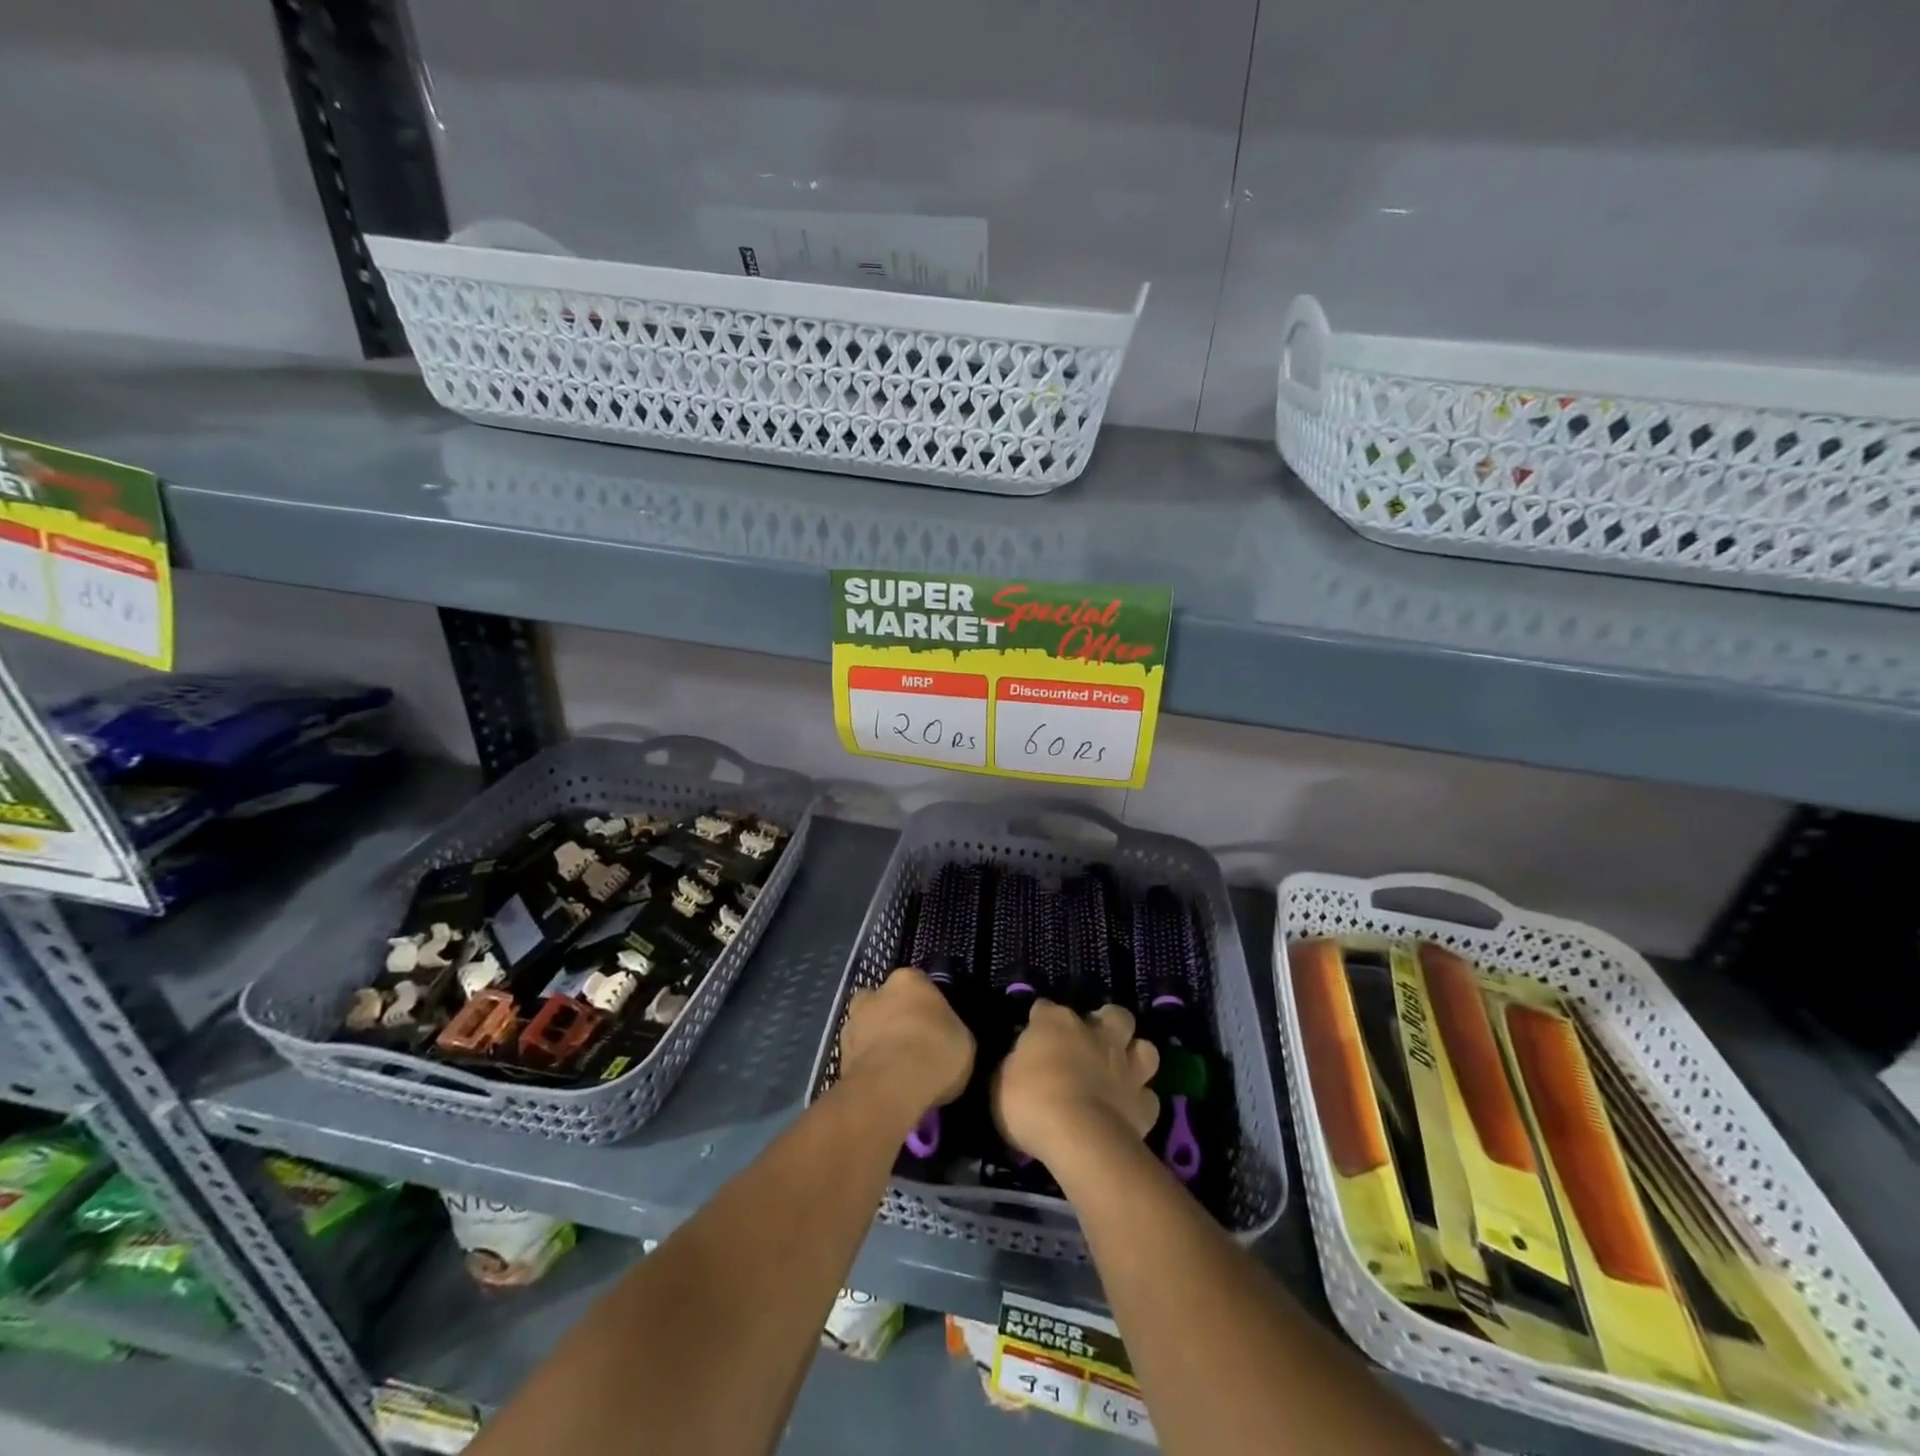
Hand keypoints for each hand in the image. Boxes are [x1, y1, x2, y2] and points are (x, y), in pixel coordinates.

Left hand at [838, 968, 975, 1120]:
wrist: (890, 1089)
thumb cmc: (934, 1053)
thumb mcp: (963, 1040)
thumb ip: (949, 1030)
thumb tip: (944, 1037)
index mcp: (908, 980)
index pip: (918, 984)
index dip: (927, 1005)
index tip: (936, 1026)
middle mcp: (875, 993)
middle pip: (885, 1001)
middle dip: (894, 1018)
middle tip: (912, 1045)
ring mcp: (852, 1023)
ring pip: (867, 1028)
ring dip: (877, 1043)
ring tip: (896, 1071)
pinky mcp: (839, 1056)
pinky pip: (859, 1057)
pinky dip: (868, 1067)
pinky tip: (883, 1086)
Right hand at [993, 1001, 1159, 1163]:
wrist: (1077, 1136)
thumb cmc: (1030, 1102)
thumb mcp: (1003, 1081)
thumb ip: (1018, 1065)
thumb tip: (1024, 1063)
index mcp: (1056, 1023)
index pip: (1046, 1008)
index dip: (1041, 1020)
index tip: (1034, 1033)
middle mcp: (1096, 1035)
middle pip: (1114, 1014)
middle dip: (1107, 1023)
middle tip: (1093, 1041)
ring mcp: (1125, 1067)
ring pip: (1145, 1048)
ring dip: (1135, 1056)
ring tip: (1121, 1071)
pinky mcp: (1144, 1103)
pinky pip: (1148, 1097)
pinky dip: (1139, 1102)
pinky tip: (1127, 1111)